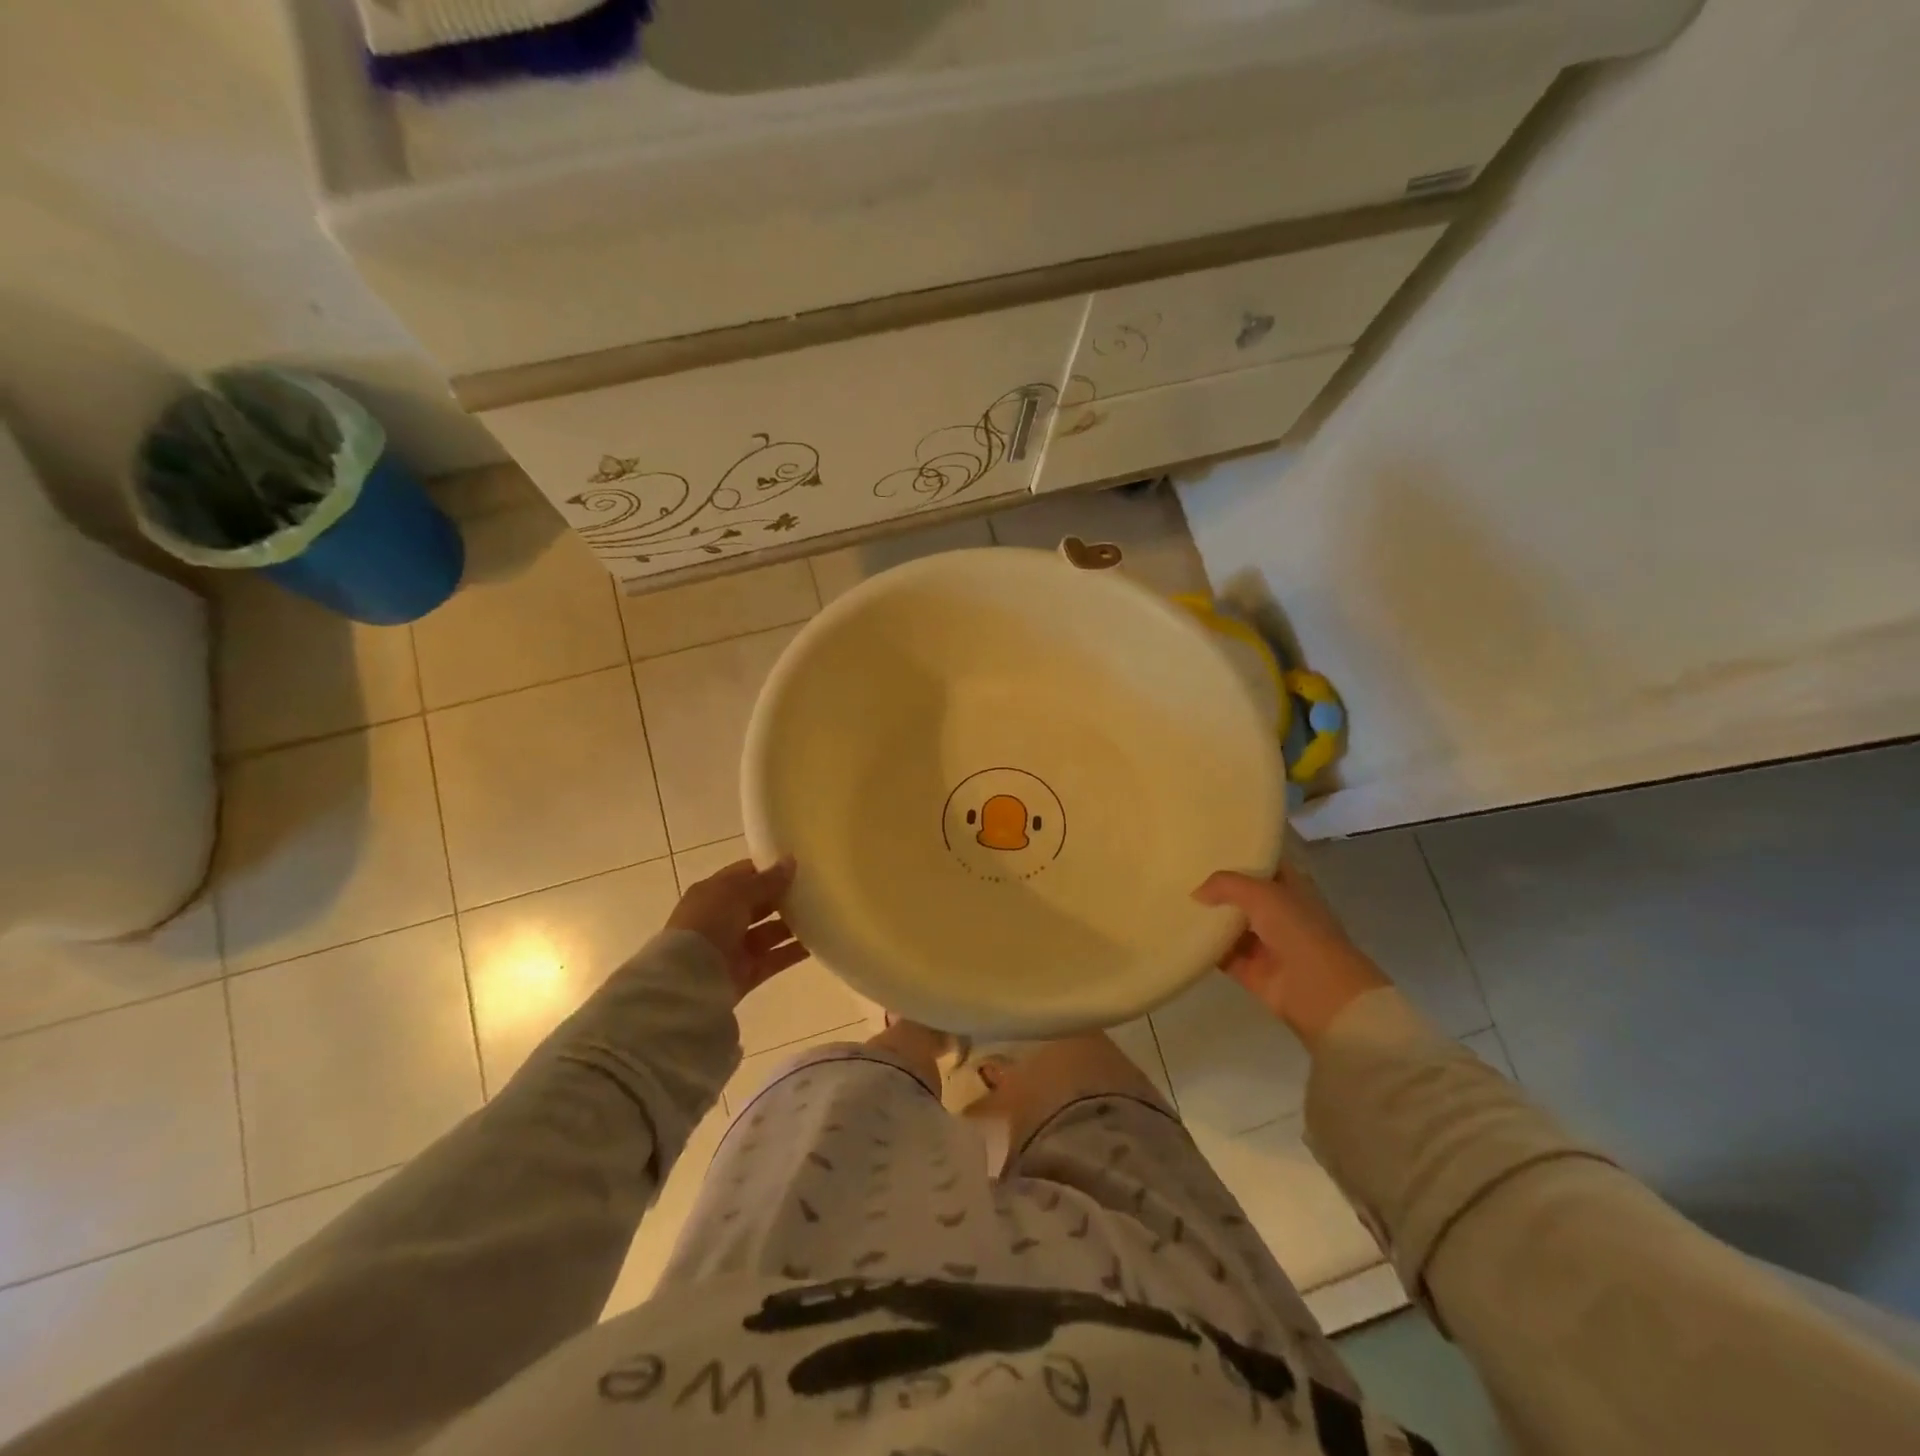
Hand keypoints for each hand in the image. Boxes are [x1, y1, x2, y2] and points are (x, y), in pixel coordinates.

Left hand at [668, 857, 807, 1002]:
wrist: (689, 979)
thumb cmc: (709, 923)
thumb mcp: (737, 892)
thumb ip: (767, 880)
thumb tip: (791, 861)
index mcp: (713, 894)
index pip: (744, 875)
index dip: (768, 869)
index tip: (798, 865)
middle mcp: (722, 919)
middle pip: (758, 904)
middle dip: (783, 897)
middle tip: (816, 889)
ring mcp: (734, 948)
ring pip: (769, 932)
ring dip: (792, 925)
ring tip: (822, 914)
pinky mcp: (746, 973)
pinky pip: (775, 959)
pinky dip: (794, 952)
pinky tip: (818, 943)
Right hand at [1192, 862, 1390, 1048]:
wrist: (1319, 991)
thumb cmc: (1298, 930)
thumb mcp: (1262, 893)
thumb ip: (1226, 884)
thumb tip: (1197, 893)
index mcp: (1292, 889)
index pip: (1264, 865)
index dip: (1241, 855)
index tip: (1208, 847)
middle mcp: (1280, 913)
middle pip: (1244, 896)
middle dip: (1218, 888)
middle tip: (1182, 873)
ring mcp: (1267, 944)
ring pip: (1232, 925)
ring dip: (1209, 918)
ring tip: (1175, 902)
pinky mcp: (1252, 971)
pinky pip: (1224, 955)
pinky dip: (1206, 948)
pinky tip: (1182, 935)